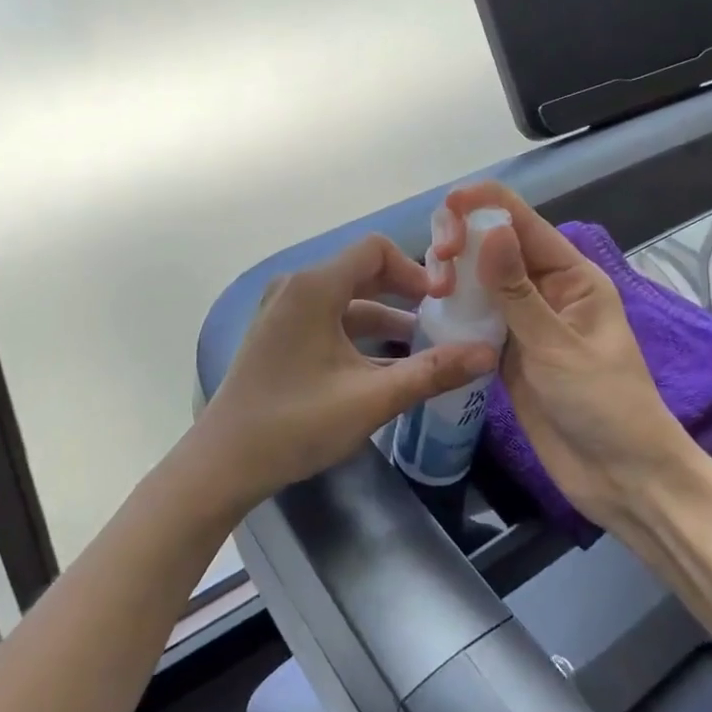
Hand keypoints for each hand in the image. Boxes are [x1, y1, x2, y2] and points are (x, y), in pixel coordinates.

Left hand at [193, 234, 498, 515]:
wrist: (224, 462)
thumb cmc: (296, 423)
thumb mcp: (371, 398)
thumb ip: (432, 372)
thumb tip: (487, 353)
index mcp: (314, 286)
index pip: (375, 249)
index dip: (415, 269)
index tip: (445, 301)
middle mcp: (296, 287)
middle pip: (362, 271)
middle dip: (405, 292)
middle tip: (444, 318)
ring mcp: (283, 310)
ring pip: (346, 300)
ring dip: (385, 317)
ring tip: (425, 346)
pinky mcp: (278, 334)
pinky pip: (328, 319)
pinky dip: (359, 334)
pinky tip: (387, 364)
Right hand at [440, 183, 696, 536]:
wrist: (620, 478)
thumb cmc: (604, 406)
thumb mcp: (559, 347)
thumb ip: (517, 292)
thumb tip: (489, 229)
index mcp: (571, 274)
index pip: (522, 221)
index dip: (483, 204)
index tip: (446, 210)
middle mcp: (544, 288)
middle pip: (494, 243)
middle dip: (462, 240)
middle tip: (438, 266)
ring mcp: (523, 319)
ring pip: (479, 278)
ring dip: (453, 273)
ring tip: (431, 288)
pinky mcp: (506, 350)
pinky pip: (474, 315)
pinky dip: (453, 308)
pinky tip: (431, 309)